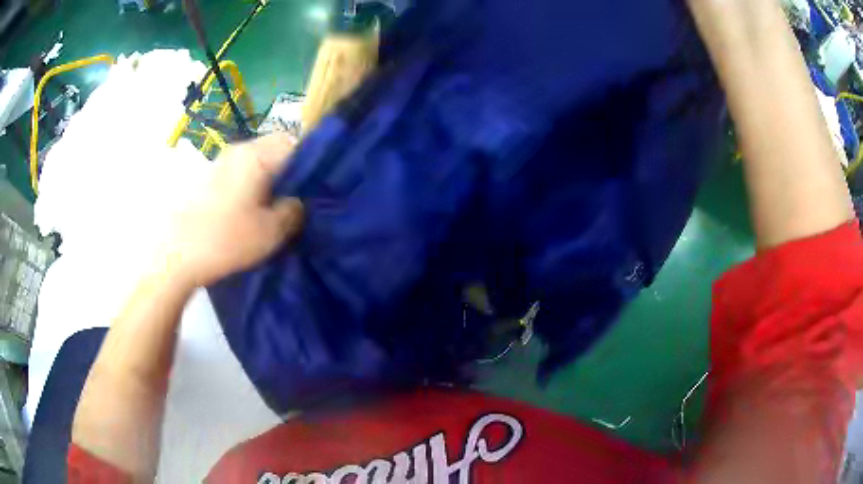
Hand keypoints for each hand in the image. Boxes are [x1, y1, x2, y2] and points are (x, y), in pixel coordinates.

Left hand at [160, 133, 303, 286]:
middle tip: (291, 202)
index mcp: (255, 155)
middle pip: (272, 150)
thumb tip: (296, 201)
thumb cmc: (226, 240)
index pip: (293, 143)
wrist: (176, 256)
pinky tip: (245, 213)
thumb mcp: (271, 231)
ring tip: (268, 210)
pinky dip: (248, 187)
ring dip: (265, 181)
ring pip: (254, 163)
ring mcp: (218, 162)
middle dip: (286, 172)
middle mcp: (236, 150)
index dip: (307, 163)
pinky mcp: (206, 179)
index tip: (310, 189)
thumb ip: (294, 211)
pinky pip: (237, 174)